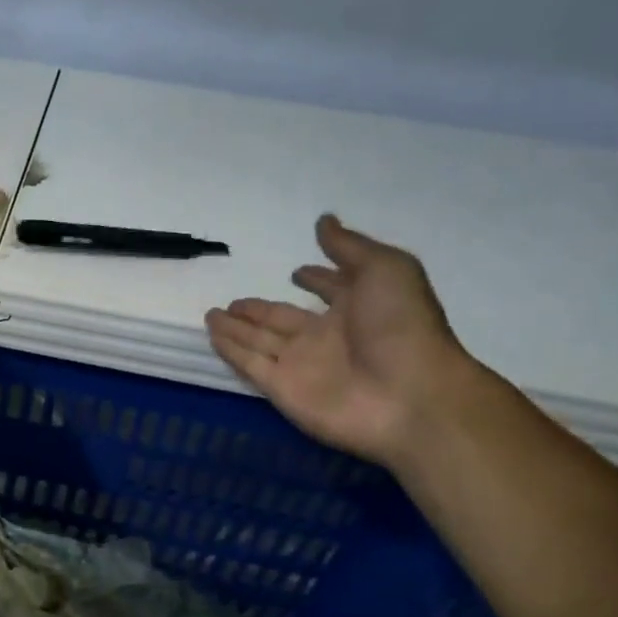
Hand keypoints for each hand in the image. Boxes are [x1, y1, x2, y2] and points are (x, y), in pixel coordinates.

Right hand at [205, 214, 478, 468]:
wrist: (406, 396)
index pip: (329, 289)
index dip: (316, 280)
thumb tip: (323, 220)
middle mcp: (326, 336)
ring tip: (211, 314)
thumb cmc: (401, 327)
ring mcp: (301, 364)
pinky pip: (250, 364)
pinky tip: (213, 335)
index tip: (297, 271)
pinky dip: (231, 351)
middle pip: (282, 319)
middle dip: (259, 310)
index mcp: (357, 306)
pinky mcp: (281, 388)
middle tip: (233, 302)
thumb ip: (349, 247)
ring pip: (259, 340)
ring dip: (237, 328)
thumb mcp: (386, 270)